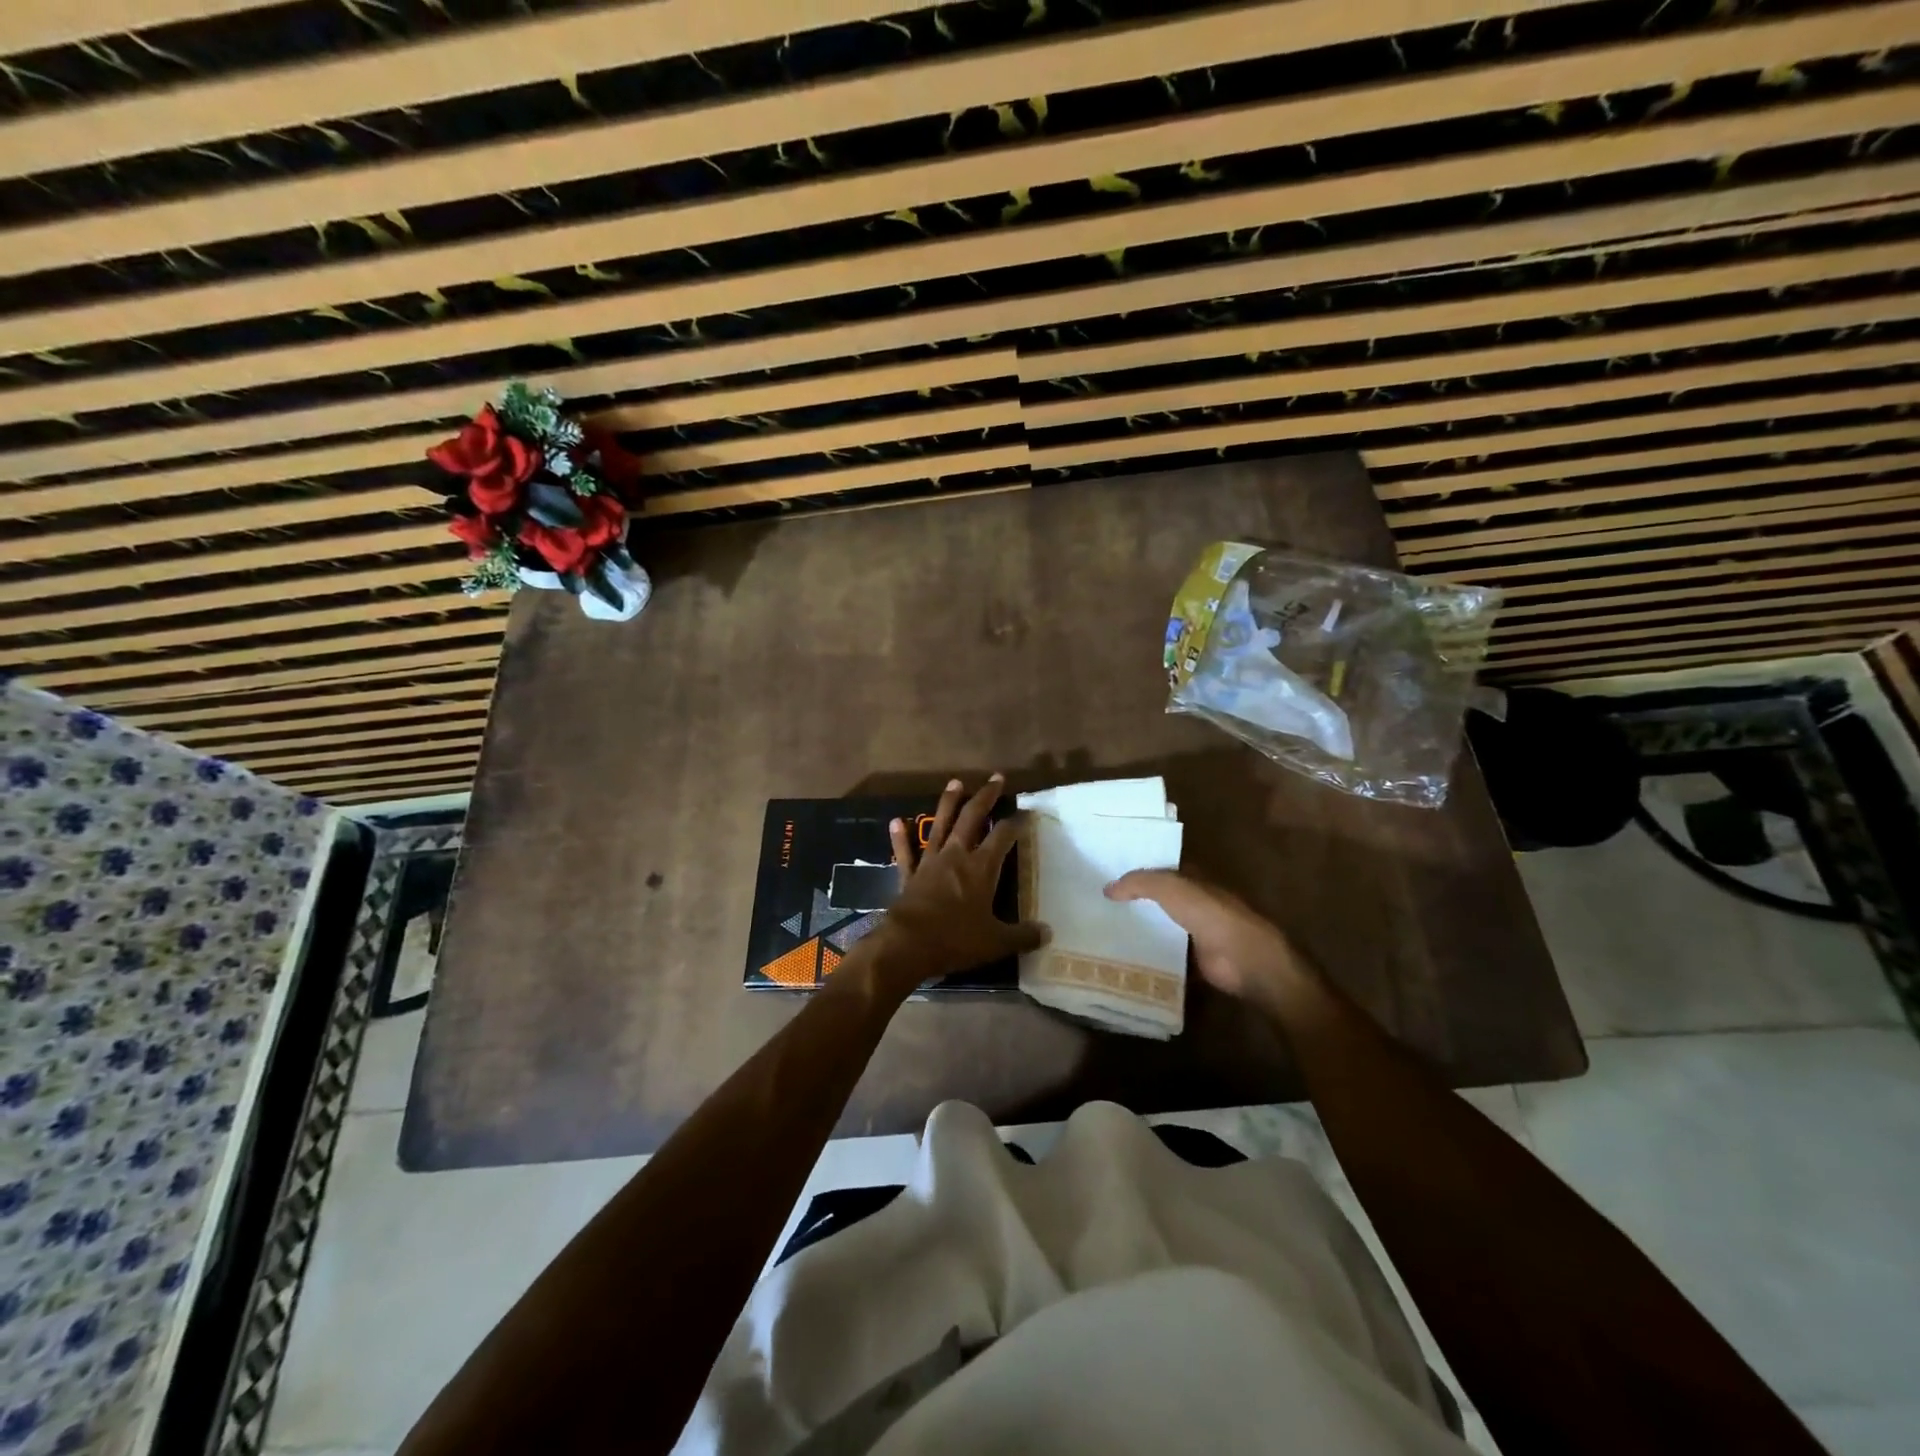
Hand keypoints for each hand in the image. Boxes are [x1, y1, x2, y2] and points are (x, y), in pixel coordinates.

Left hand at [868, 775, 1045, 985]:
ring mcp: (930, 862)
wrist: (908, 945)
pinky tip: (896, 821)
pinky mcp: (909, 875)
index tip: (1026, 813)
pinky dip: (901, 837)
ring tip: (956, 782)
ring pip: (940, 825)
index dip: (1016, 823)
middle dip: (986, 796)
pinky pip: (905, 852)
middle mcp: (956, 856)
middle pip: (972, 818)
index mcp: (981, 868)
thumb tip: (1048, 933)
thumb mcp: (996, 942)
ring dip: (949, 803)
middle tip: (996, 778)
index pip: (1003, 836)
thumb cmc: (956, 939)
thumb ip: (1022, 935)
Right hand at [1105, 870, 1310, 1006]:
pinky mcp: (1192, 960)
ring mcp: (1194, 932)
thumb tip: (1107, 888)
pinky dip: (1147, 955)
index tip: (1106, 873)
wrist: (1244, 960)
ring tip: (1100, 930)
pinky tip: (1120, 956)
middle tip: (1097, 903)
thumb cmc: (1211, 915)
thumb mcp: (1172, 889)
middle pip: (1158, 899)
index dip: (1137, 869)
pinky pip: (1164, 954)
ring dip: (1138, 928)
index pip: (1160, 869)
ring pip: (1159, 926)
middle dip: (1133, 900)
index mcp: (1193, 879)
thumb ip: (1140, 883)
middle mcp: (1194, 903)